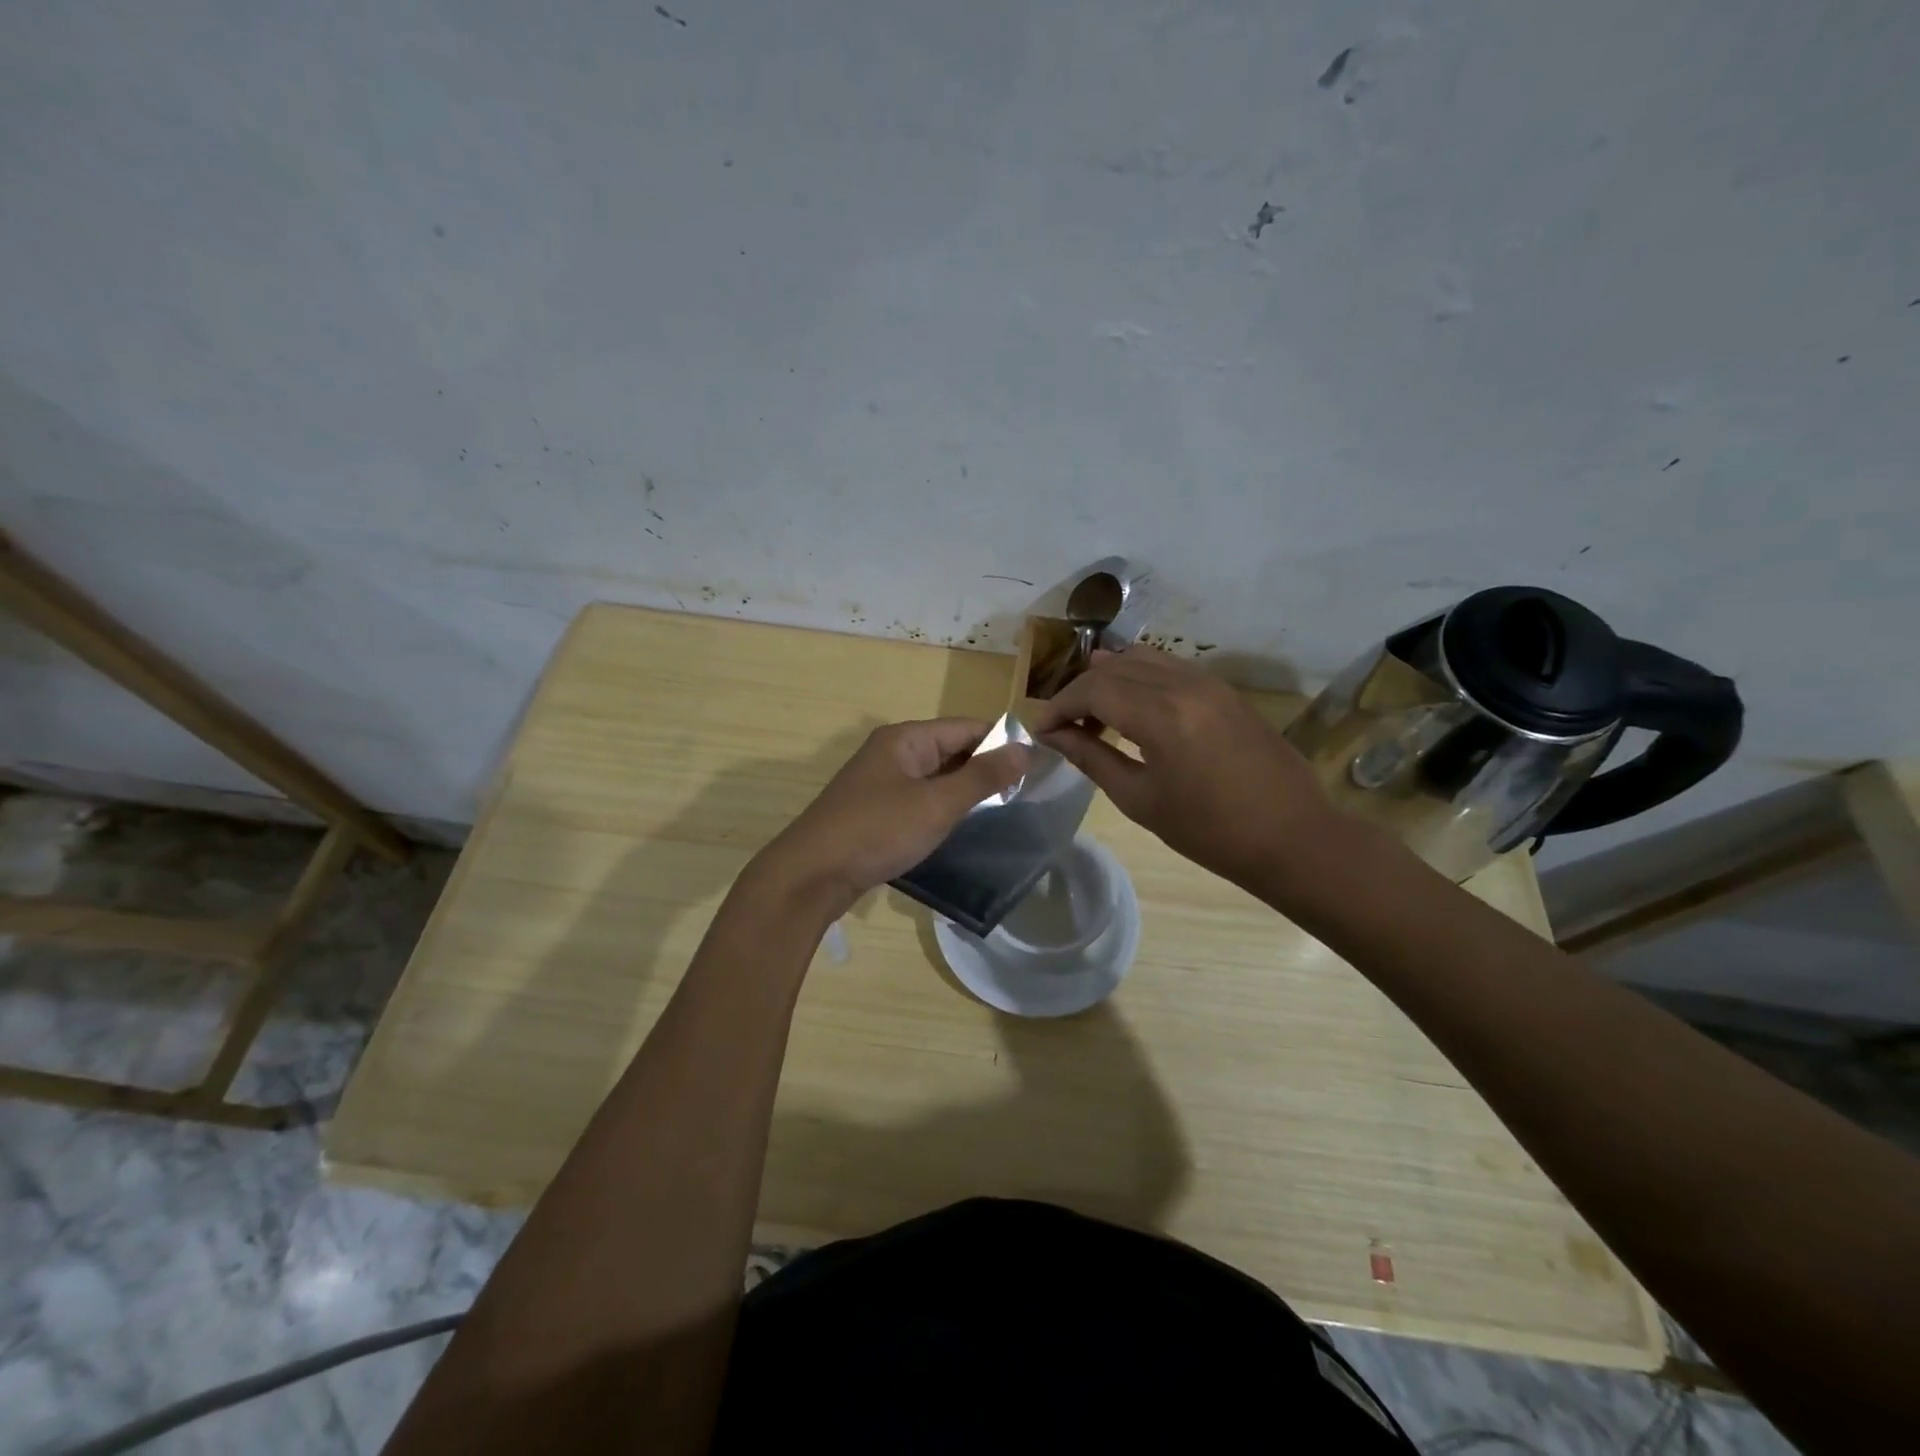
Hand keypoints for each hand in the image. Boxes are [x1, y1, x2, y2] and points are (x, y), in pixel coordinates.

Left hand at [751, 719, 1029, 916]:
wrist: (811, 875)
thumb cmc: (878, 831)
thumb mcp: (937, 804)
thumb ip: (982, 776)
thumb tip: (1025, 749)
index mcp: (906, 739)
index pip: (966, 727)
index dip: (1002, 741)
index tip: (1037, 764)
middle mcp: (893, 752)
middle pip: (950, 749)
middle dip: (985, 767)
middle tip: (1026, 792)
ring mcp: (881, 782)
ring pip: (935, 776)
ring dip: (965, 789)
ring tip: (1003, 809)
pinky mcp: (875, 810)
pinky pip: (920, 798)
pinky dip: (942, 807)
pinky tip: (961, 825)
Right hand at [1029, 648, 1337, 892]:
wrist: (1291, 837)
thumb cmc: (1210, 831)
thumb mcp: (1140, 799)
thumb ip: (1092, 758)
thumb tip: (1054, 736)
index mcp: (1162, 716)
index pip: (1093, 690)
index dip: (1060, 706)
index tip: (1042, 729)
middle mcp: (1184, 685)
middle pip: (1114, 669)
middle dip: (1080, 692)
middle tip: (1063, 725)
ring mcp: (1209, 682)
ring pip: (1142, 659)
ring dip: (1110, 679)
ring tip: (1093, 713)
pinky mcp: (1225, 689)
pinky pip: (1170, 667)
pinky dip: (1140, 678)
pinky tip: (1133, 707)